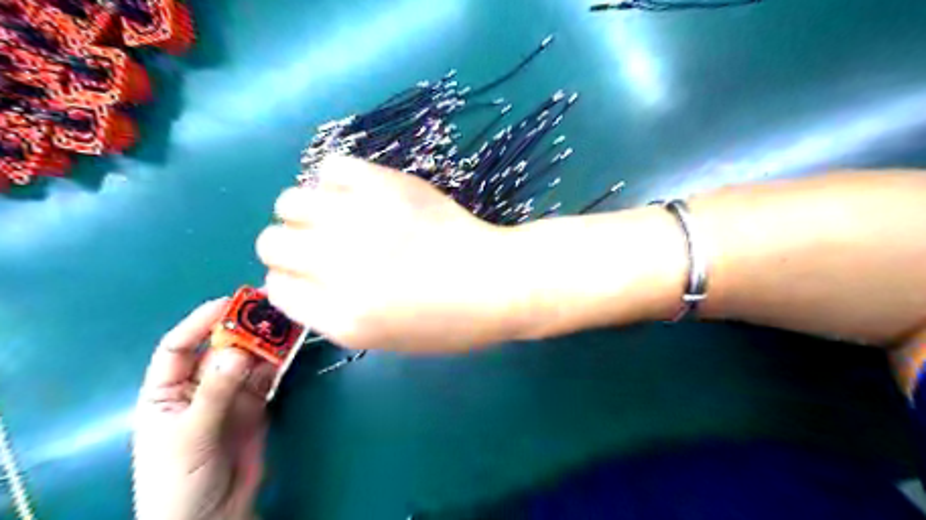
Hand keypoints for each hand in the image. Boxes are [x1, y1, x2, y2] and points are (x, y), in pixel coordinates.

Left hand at [132, 298, 273, 519]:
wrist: (211, 518)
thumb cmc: (179, 480)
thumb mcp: (190, 435)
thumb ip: (215, 393)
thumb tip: (239, 351)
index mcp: (166, 391)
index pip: (178, 347)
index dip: (200, 322)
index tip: (230, 303)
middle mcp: (199, 385)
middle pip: (220, 348)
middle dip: (242, 328)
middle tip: (269, 307)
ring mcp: (230, 394)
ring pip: (248, 359)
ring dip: (265, 342)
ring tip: (286, 322)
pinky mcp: (256, 404)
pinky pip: (266, 376)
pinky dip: (278, 361)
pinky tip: (288, 347)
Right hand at [255, 155, 538, 348]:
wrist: (497, 282)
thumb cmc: (450, 321)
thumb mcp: (385, 339)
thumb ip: (334, 313)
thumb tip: (304, 278)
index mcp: (340, 317)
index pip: (276, 288)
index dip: (291, 279)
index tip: (311, 274)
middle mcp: (338, 267)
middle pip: (272, 242)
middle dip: (289, 245)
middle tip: (322, 243)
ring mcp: (360, 221)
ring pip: (290, 201)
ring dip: (306, 210)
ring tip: (337, 214)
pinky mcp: (385, 185)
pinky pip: (332, 167)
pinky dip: (336, 179)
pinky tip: (358, 192)